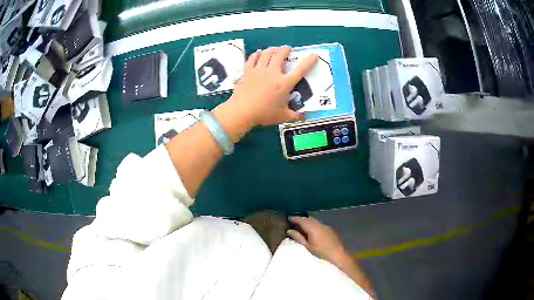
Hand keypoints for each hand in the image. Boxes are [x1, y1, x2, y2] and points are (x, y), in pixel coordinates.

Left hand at [224, 46, 317, 126]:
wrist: (242, 111)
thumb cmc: (264, 114)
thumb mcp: (282, 116)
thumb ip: (295, 115)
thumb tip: (304, 116)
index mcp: (284, 83)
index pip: (300, 70)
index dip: (309, 61)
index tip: (314, 55)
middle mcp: (272, 72)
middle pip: (280, 54)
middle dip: (285, 49)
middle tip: (288, 49)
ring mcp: (259, 70)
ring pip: (267, 53)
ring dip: (272, 49)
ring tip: (275, 49)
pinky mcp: (248, 71)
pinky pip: (253, 58)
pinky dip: (257, 54)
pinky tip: (258, 53)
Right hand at [287, 216, 346, 264]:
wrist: (339, 256)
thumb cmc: (321, 254)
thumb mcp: (307, 247)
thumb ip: (298, 238)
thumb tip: (289, 230)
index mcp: (314, 228)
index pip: (302, 220)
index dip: (295, 218)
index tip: (289, 218)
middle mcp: (320, 225)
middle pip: (309, 218)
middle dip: (301, 219)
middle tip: (294, 222)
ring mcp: (326, 226)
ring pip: (315, 221)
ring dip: (308, 222)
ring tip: (301, 226)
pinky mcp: (330, 230)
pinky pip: (319, 224)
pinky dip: (313, 225)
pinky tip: (311, 230)